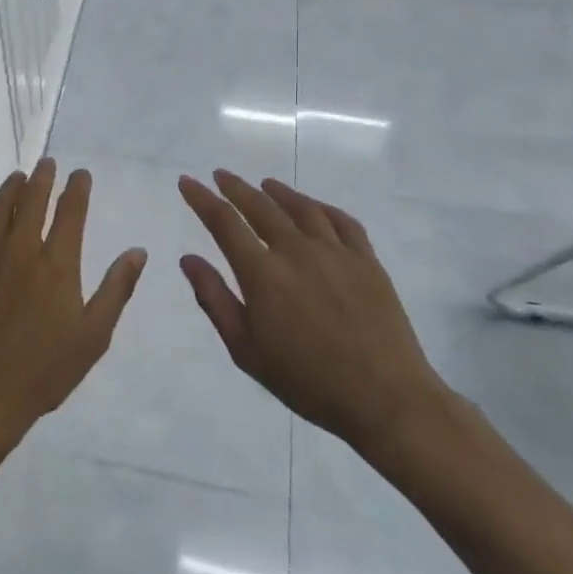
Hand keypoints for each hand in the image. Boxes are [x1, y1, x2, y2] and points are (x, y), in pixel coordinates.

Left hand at [0, 160, 146, 448]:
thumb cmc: (44, 370)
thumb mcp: (93, 336)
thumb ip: (116, 289)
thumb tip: (137, 251)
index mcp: (57, 263)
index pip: (70, 212)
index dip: (77, 188)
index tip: (80, 174)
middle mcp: (21, 249)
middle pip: (32, 200)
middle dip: (42, 177)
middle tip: (47, 163)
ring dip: (10, 188)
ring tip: (17, 177)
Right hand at [178, 171, 453, 468]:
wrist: (385, 398)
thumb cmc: (307, 381)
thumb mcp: (246, 350)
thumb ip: (215, 299)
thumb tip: (188, 259)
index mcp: (263, 274)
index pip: (224, 223)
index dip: (202, 199)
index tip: (187, 182)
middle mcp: (297, 251)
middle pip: (261, 207)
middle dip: (236, 188)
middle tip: (221, 175)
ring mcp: (336, 253)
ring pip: (302, 208)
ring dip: (279, 192)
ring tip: (265, 184)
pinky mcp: (367, 261)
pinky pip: (343, 222)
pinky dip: (323, 207)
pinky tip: (315, 207)